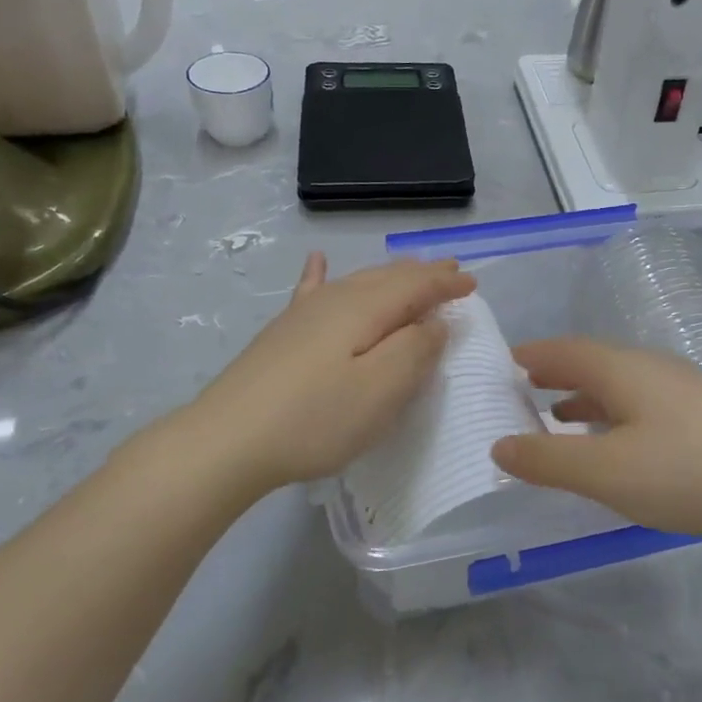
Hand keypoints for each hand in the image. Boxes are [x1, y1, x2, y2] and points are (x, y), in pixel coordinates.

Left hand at [190, 253, 474, 494]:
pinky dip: (320, 274)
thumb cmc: (316, 419)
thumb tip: (435, 322)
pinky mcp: (281, 334)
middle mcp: (334, 300)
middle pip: (387, 278)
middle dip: (422, 274)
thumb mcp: (382, 390)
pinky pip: (310, 291)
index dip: (446, 284)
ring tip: (409, 271)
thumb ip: (416, 350)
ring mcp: (303, 315)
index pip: (416, 286)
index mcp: (365, 309)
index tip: (473, 284)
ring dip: (389, 276)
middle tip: (451, 271)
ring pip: (356, 281)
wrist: (227, 440)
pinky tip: (316, 260)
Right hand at [492, 338, 701, 540]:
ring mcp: (680, 389)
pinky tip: (614, 441)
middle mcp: (649, 368)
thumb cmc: (685, 471)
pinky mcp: (701, 414)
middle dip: (553, 374)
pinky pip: (639, 403)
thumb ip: (548, 459)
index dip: (530, 356)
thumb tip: (500, 445)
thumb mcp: (605, 472)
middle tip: (521, 389)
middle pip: (590, 362)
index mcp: (621, 370)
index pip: (563, 351)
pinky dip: (611, 414)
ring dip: (582, 396)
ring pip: (617, 384)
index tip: (501, 365)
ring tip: (557, 416)